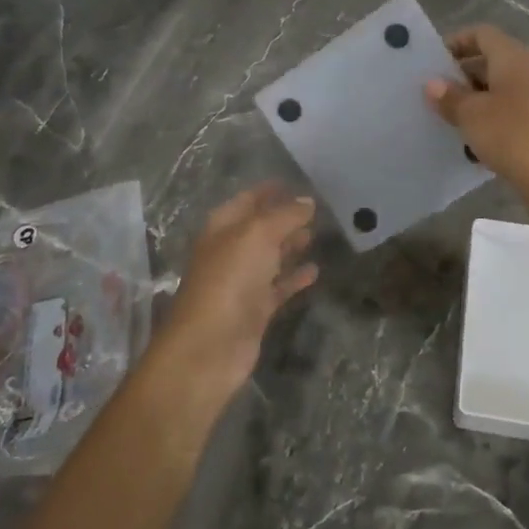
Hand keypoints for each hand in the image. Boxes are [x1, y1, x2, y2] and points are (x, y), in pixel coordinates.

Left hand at [155, 184, 318, 393]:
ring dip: (291, 245)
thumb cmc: (230, 279)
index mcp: (223, 227)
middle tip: (317, 209)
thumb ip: (285, 215)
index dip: (271, 190)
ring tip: (318, 234)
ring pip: (270, 256)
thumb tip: (308, 201)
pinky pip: (278, 286)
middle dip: (285, 217)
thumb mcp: (258, 235)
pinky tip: (316, 271)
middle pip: (260, 227)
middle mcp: (230, 251)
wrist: (210, 346)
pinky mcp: (255, 309)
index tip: (299, 183)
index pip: (248, 199)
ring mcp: (242, 282)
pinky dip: (295, 277)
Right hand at [425, 24, 528, 194]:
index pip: (483, 34)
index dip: (457, 42)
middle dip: (466, 74)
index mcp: (515, 57)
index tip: (436, 62)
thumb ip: (449, 97)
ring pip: (508, 85)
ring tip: (458, 118)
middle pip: (496, 59)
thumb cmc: (510, 135)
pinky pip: (521, 106)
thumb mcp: (470, 116)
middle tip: (441, 94)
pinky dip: (499, 113)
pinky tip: (483, 138)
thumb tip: (433, 84)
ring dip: (482, 96)